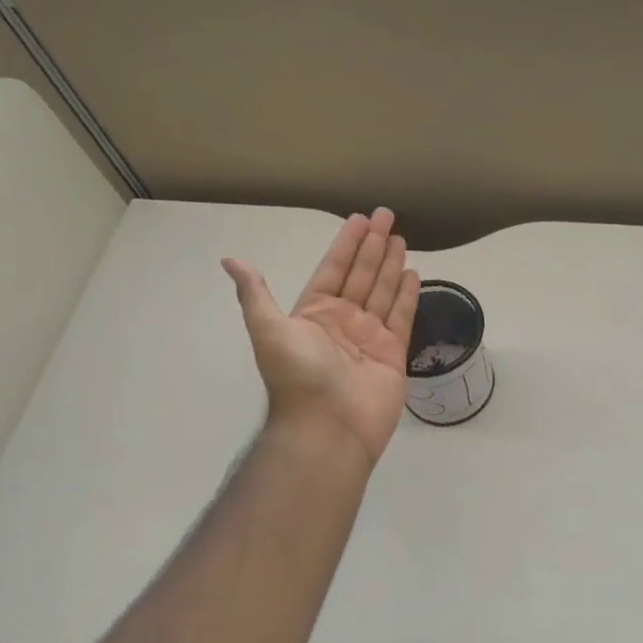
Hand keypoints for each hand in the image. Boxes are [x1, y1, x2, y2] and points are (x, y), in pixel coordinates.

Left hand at [223, 208, 419, 461]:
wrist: (328, 428)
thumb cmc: (298, 376)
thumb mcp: (269, 329)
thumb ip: (255, 294)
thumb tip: (230, 260)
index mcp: (313, 314)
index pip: (333, 269)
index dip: (346, 244)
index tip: (359, 219)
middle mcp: (342, 321)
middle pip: (361, 275)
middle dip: (373, 246)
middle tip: (387, 215)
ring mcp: (369, 337)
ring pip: (382, 292)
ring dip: (391, 265)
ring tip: (401, 238)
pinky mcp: (393, 354)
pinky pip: (401, 317)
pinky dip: (407, 296)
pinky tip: (412, 273)